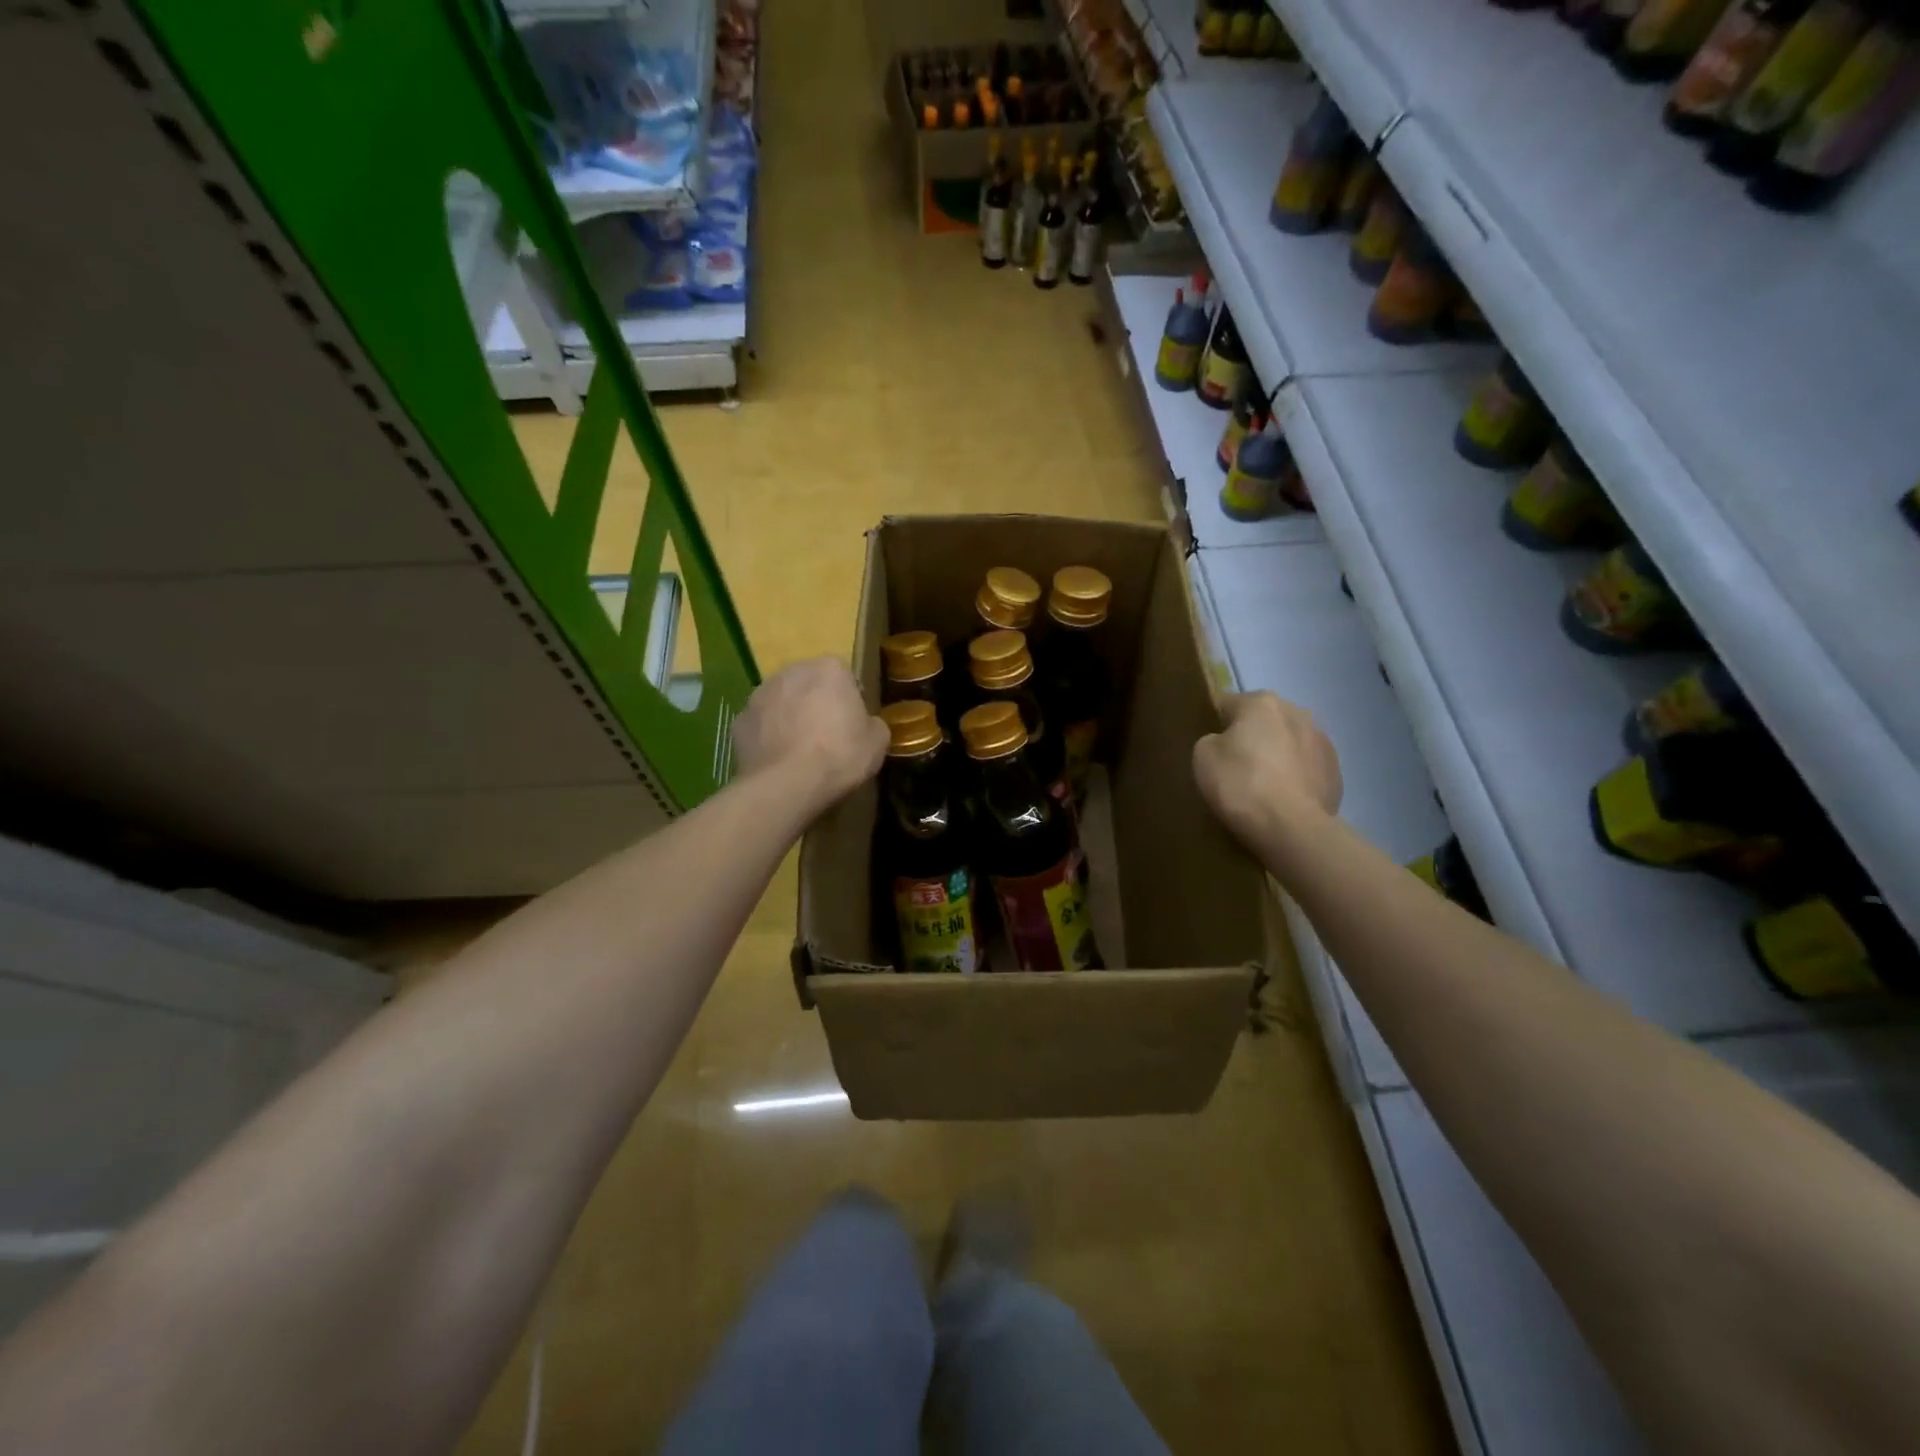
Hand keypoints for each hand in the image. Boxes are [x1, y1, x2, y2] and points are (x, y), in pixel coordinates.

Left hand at [732, 657, 888, 816]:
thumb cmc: (839, 756)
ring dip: (789, 717)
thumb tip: (866, 725)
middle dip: (816, 703)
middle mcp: (791, 671)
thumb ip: (873, 724)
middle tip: (826, 736)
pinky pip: (761, 724)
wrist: (786, 785)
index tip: (852, 725)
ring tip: (799, 751)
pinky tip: (778, 760)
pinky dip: (767, 736)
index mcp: (829, 669)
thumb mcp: (878, 743)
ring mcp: (760, 694)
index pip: (844, 677)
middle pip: (809, 684)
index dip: (849, 701)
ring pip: (781, 701)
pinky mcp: (739, 719)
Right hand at [1193, 692, 1341, 845]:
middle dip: (1251, 738)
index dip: (1214, 725)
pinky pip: (1306, 769)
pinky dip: (1294, 779)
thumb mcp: (1203, 756)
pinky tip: (1282, 801)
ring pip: (1288, 743)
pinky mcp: (1336, 773)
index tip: (1209, 749)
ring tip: (1261, 787)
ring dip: (1276, 756)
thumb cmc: (1241, 784)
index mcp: (1262, 702)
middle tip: (1234, 768)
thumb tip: (1225, 743)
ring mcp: (1323, 742)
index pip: (1227, 704)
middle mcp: (1297, 712)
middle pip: (1263, 721)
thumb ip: (1212, 739)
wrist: (1291, 828)